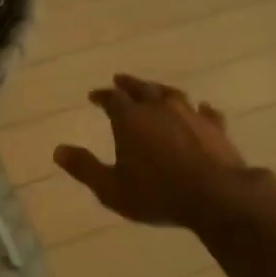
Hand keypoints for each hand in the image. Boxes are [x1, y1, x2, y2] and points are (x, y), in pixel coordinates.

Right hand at [55, 75, 255, 230]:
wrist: (217, 196)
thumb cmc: (158, 194)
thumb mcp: (111, 188)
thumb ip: (84, 168)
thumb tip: (58, 150)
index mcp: (131, 119)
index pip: (112, 98)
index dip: (102, 96)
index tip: (94, 96)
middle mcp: (159, 108)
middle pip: (141, 88)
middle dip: (128, 84)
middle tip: (120, 80)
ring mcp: (190, 114)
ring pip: (172, 94)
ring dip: (160, 90)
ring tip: (155, 90)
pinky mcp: (215, 127)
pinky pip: (205, 111)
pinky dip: (198, 109)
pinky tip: (201, 109)